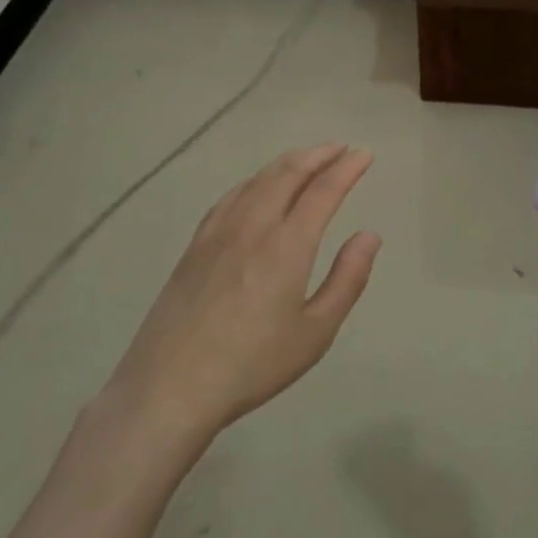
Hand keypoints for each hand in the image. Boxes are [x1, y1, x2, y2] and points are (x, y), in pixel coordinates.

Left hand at [101, 144, 381, 443]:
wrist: (168, 388)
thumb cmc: (252, 364)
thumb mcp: (315, 332)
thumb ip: (347, 279)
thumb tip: (369, 235)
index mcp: (287, 245)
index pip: (323, 190)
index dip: (347, 168)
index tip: (364, 155)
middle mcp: (253, 226)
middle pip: (288, 173)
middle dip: (318, 155)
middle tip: (340, 148)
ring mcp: (218, 232)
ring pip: (257, 180)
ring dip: (287, 163)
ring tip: (307, 160)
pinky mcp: (195, 246)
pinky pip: (230, 196)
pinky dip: (255, 180)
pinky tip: (257, 187)